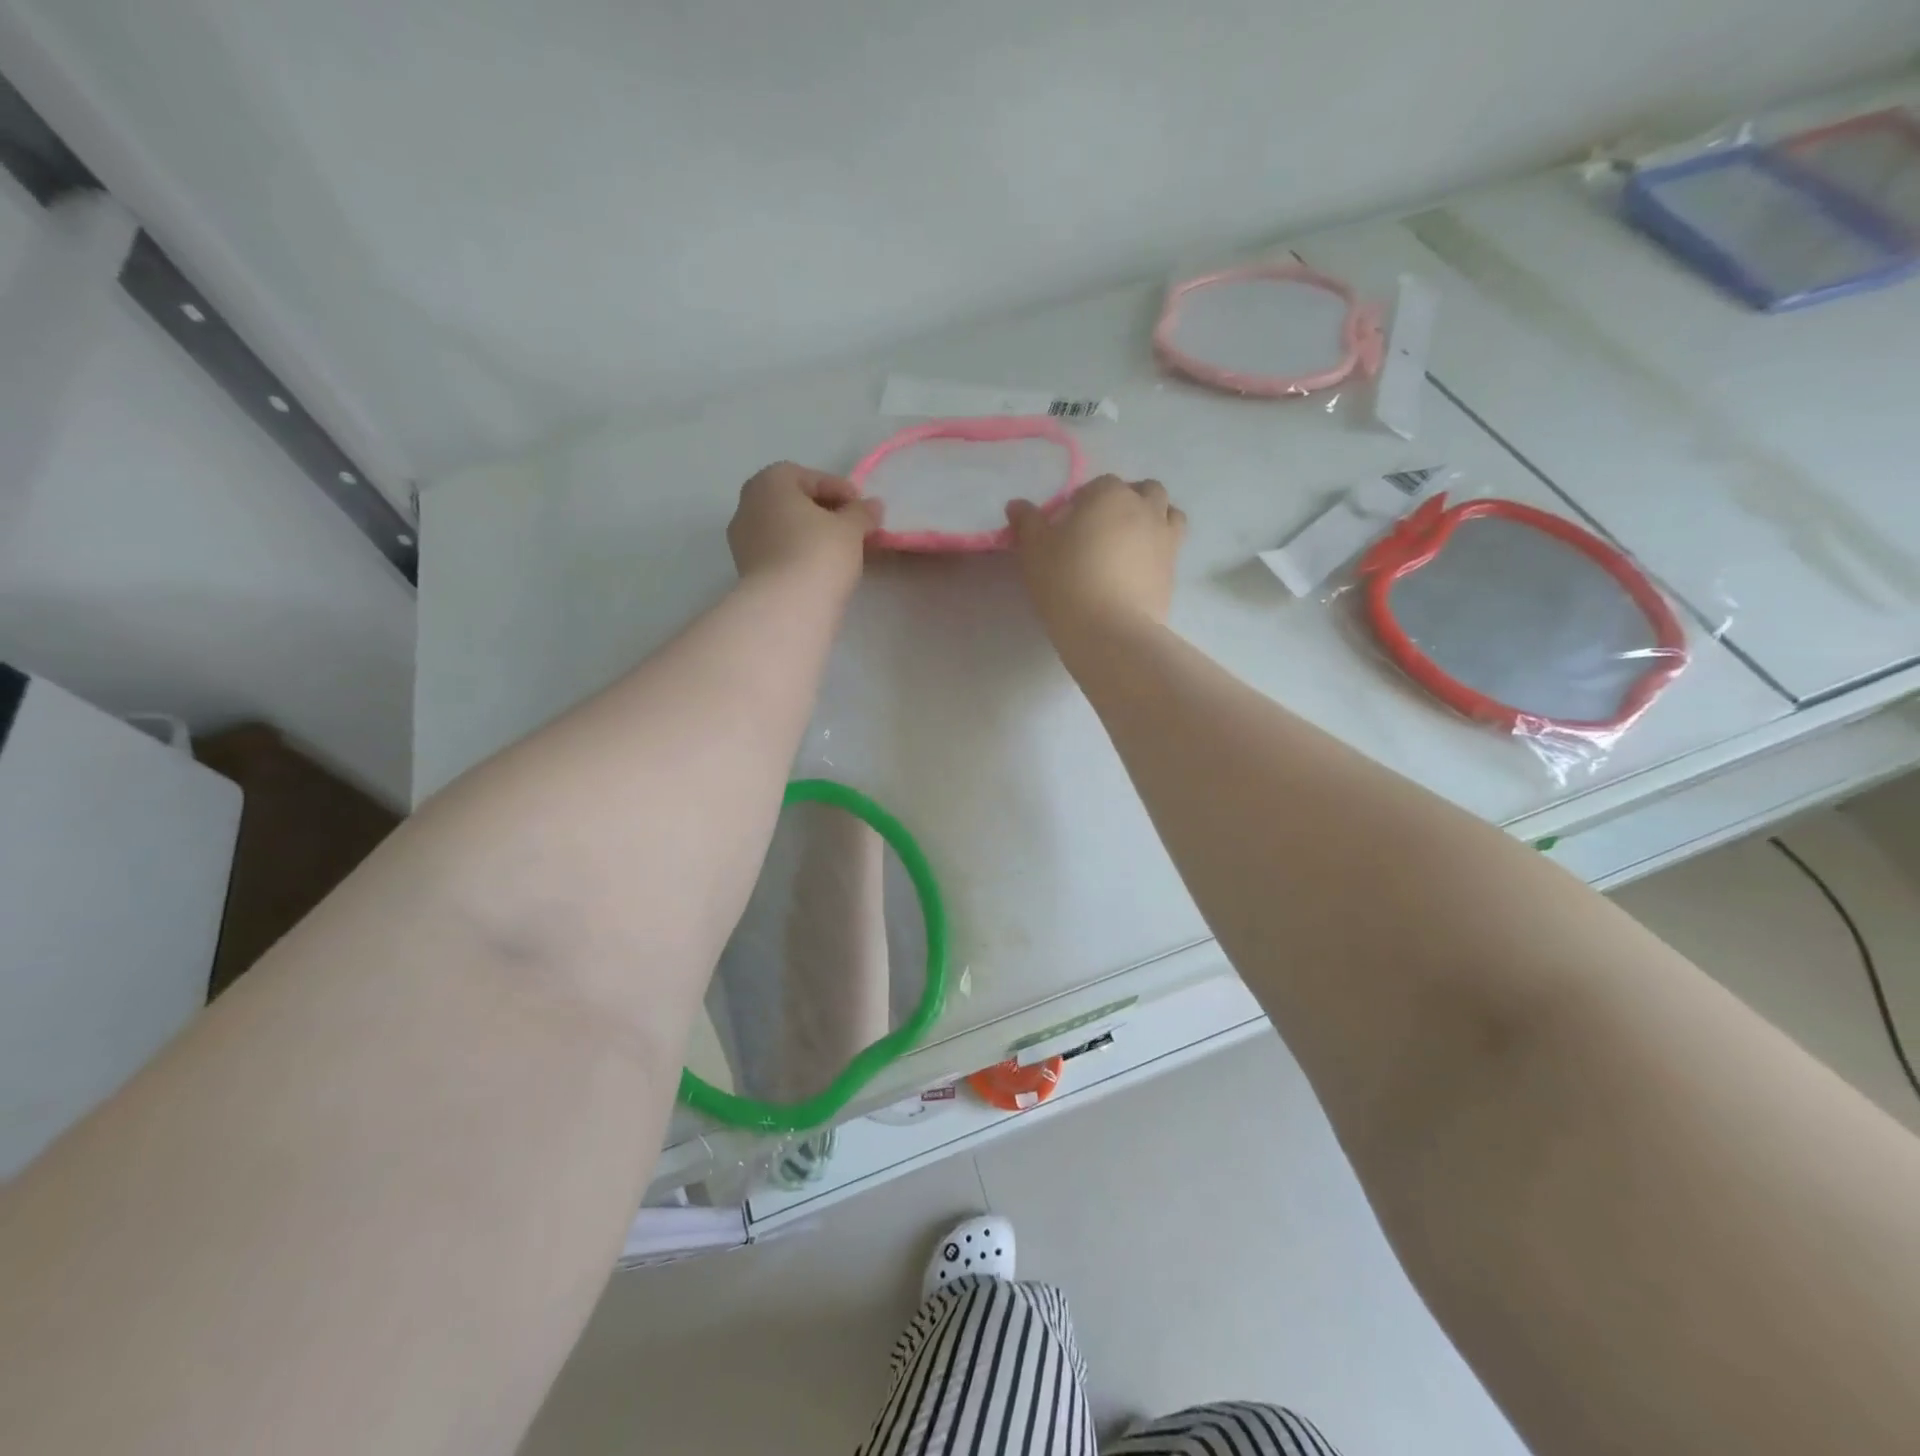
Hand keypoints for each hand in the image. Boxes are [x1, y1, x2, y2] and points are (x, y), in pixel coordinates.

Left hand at [727, 462, 881, 585]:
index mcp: (769, 483)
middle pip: (792, 501)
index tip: (861, 506)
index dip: (838, 488)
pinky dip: (799, 554)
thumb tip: (873, 506)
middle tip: (851, 526)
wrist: (787, 607)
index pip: (807, 476)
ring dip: (810, 534)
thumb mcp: (850, 528)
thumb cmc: (819, 553)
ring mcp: (743, 540)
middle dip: (823, 511)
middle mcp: (748, 505)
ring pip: (784, 528)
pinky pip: (779, 552)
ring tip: (840, 549)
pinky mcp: (747, 570)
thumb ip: (862, 512)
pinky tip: (822, 567)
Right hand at [1006, 475, 1186, 642]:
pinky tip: (1137, 571)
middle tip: (1102, 529)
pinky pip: (1171, 548)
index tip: (1068, 526)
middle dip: (1125, 501)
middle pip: (1142, 491)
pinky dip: (1158, 550)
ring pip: (1169, 513)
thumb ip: (1027, 523)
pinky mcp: (1174, 570)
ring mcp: (1166, 538)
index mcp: (1110, 494)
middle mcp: (1145, 508)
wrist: (1110, 630)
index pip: (1097, 485)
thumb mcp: (1034, 551)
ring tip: (1129, 543)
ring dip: (1152, 519)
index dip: (1082, 502)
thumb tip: (1017, 505)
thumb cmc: (1066, 581)